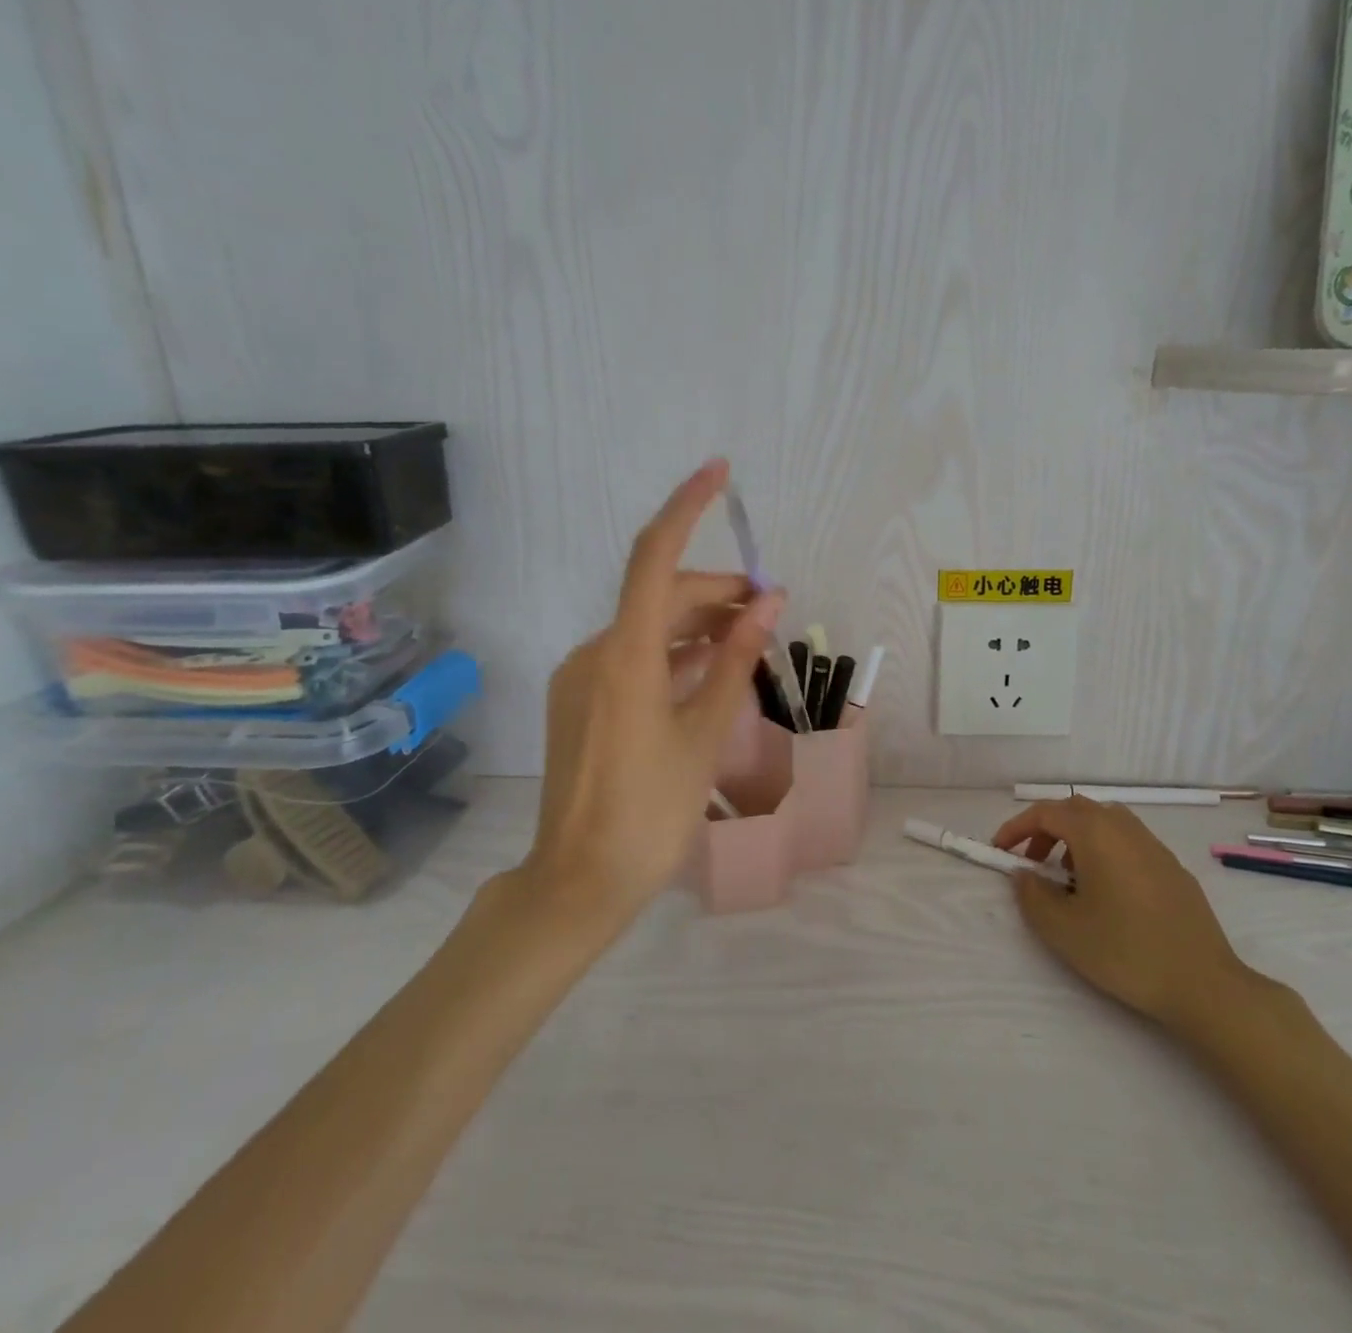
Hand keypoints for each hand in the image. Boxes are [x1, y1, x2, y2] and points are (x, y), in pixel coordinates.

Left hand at [518, 459, 784, 924]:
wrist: (580, 880)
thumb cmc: (650, 811)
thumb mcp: (704, 733)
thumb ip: (733, 660)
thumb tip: (767, 603)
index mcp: (625, 655)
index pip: (655, 558)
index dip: (686, 508)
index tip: (719, 471)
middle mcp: (595, 653)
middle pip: (661, 596)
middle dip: (717, 592)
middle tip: (770, 612)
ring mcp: (582, 677)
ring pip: (648, 628)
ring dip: (698, 625)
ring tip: (749, 642)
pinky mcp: (580, 700)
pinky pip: (634, 657)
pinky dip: (674, 653)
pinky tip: (709, 670)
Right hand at [993, 797, 1255, 1034]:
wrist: (1204, 984)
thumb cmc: (1125, 951)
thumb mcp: (1063, 930)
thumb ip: (1033, 895)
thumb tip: (1024, 874)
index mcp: (1095, 833)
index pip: (1045, 812)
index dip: (1016, 828)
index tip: (1000, 851)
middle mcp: (1124, 828)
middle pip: (1075, 810)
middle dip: (1046, 830)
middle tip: (1032, 863)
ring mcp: (1153, 845)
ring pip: (1104, 823)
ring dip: (1076, 839)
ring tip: (1067, 878)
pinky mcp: (1173, 867)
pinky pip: (1127, 842)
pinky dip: (1104, 851)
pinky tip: (1106, 892)